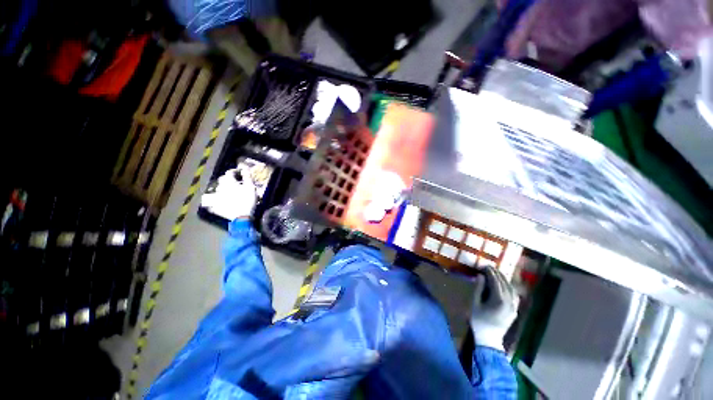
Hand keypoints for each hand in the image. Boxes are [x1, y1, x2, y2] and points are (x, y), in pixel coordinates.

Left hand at [201, 167, 256, 220]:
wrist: (241, 217)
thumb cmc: (247, 200)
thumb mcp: (250, 187)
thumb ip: (247, 176)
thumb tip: (244, 167)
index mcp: (228, 182)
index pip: (229, 172)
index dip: (235, 171)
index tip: (241, 172)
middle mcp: (220, 187)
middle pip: (223, 179)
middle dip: (229, 179)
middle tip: (237, 181)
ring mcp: (216, 197)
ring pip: (219, 188)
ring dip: (225, 187)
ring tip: (232, 190)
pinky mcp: (215, 205)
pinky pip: (216, 199)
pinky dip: (220, 197)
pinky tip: (225, 199)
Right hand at [470, 267, 518, 350]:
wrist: (489, 339)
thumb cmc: (479, 321)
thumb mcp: (475, 304)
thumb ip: (478, 289)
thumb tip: (480, 276)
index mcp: (499, 301)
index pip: (496, 282)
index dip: (490, 273)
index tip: (484, 266)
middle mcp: (509, 303)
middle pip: (504, 284)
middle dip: (497, 274)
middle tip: (489, 267)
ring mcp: (514, 307)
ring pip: (512, 289)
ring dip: (504, 280)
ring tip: (496, 273)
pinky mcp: (515, 311)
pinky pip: (515, 296)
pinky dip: (510, 287)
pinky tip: (505, 285)